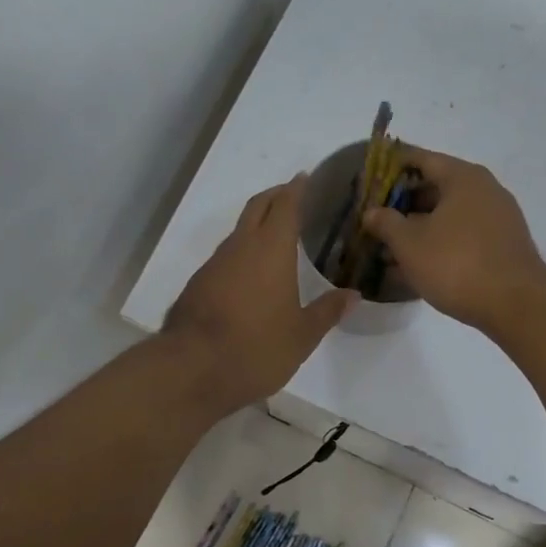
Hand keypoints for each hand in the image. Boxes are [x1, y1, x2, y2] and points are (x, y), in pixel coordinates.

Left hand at [163, 174, 355, 416]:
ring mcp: (215, 263)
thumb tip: (352, 295)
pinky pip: (226, 255)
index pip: (285, 205)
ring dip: (256, 224)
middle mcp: (241, 247)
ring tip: (276, 236)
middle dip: (275, 196)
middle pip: (257, 207)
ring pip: (239, 231)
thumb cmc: (256, 347)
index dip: (296, 189)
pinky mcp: (198, 283)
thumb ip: (327, 311)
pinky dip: (242, 251)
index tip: (305, 177)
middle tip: (292, 195)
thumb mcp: (302, 335)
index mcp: (271, 250)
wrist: (192, 369)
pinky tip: (251, 272)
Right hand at [361, 147, 545, 336]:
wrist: (517, 305)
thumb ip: (386, 223)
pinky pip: (463, 233)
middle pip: (435, 186)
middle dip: (403, 203)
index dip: (392, 166)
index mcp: (462, 177)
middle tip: (375, 218)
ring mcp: (498, 217)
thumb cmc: (457, 264)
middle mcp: (484, 189)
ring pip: (448, 214)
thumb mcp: (410, 244)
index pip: (420, 159)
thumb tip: (372, 212)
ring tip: (391, 246)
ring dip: (419, 226)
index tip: (369, 179)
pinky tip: (419, 264)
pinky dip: (439, 241)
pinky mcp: (502, 244)